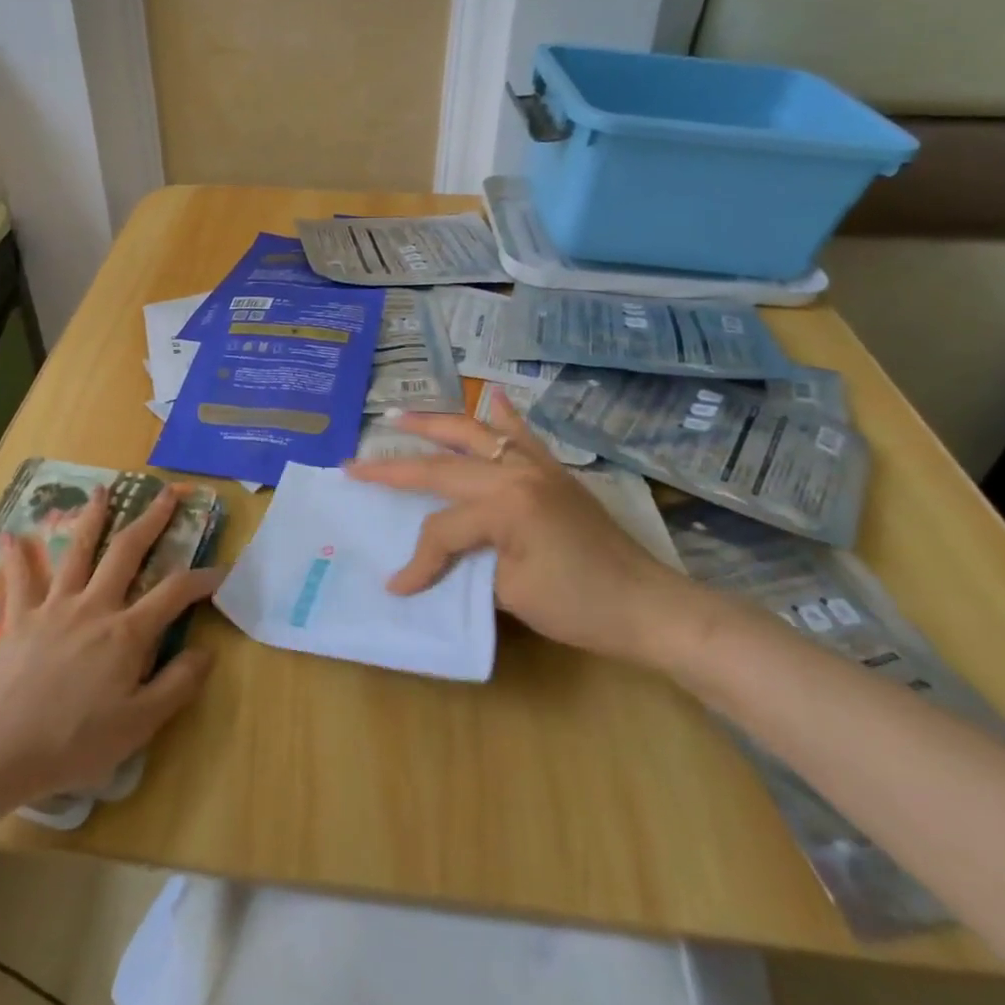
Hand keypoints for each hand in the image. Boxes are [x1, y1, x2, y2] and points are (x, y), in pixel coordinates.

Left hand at [0, 486, 222, 805]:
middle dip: (151, 520)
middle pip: (127, 552)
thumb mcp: (138, 725)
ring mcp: (54, 607)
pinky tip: (12, 534)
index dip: (201, 579)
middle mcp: (94, 606)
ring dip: (92, 518)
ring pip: (77, 552)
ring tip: (103, 490)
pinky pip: (20, 580)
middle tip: (167, 494)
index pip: (174, 593)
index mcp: (126, 633)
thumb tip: (208, 650)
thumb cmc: (73, 743)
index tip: (220, 571)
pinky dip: (16, 557)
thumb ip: (177, 684)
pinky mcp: (20, 618)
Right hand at [345, 391, 697, 665]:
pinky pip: (522, 434)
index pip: (442, 528)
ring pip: (474, 433)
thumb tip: (426, 565)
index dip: (419, 559)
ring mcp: (537, 464)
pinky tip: (492, 397)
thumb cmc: (580, 607)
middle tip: (355, 464)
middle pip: (443, 465)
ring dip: (433, 424)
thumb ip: (464, 565)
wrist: (648, 605)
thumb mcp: (511, 593)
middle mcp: (516, 471)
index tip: (398, 586)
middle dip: (395, 466)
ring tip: (397, 416)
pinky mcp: (553, 470)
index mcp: (505, 503)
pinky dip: (502, 416)